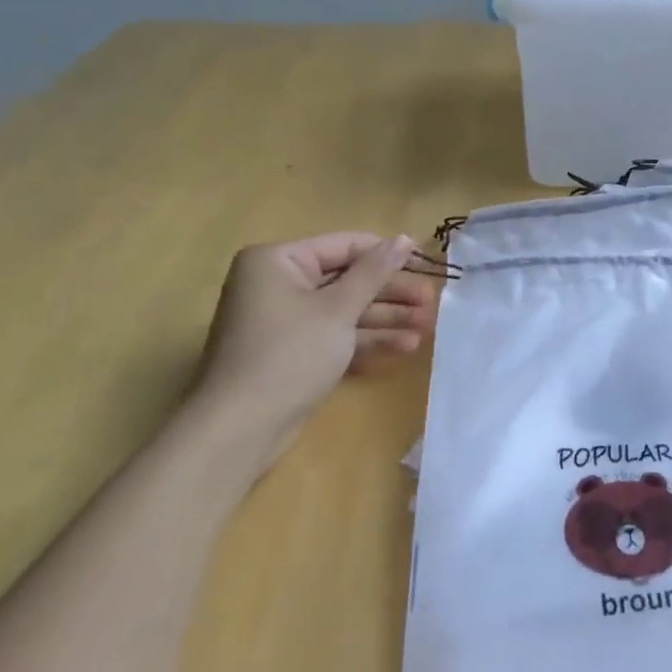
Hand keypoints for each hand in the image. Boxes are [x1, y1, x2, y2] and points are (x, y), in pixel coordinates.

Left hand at [193, 233, 434, 471]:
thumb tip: (404, 239)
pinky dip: (366, 339)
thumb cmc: (288, 355)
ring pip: (345, 310)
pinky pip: (336, 335)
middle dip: (391, 293)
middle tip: (432, 302)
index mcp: (278, 261)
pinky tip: (405, 346)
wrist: (239, 432)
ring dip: (386, 318)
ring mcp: (286, 321)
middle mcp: (278, 284)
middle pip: (347, 279)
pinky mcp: (294, 353)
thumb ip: (374, 272)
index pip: (344, 246)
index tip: (427, 261)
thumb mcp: (337, 309)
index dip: (387, 253)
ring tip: (428, 325)